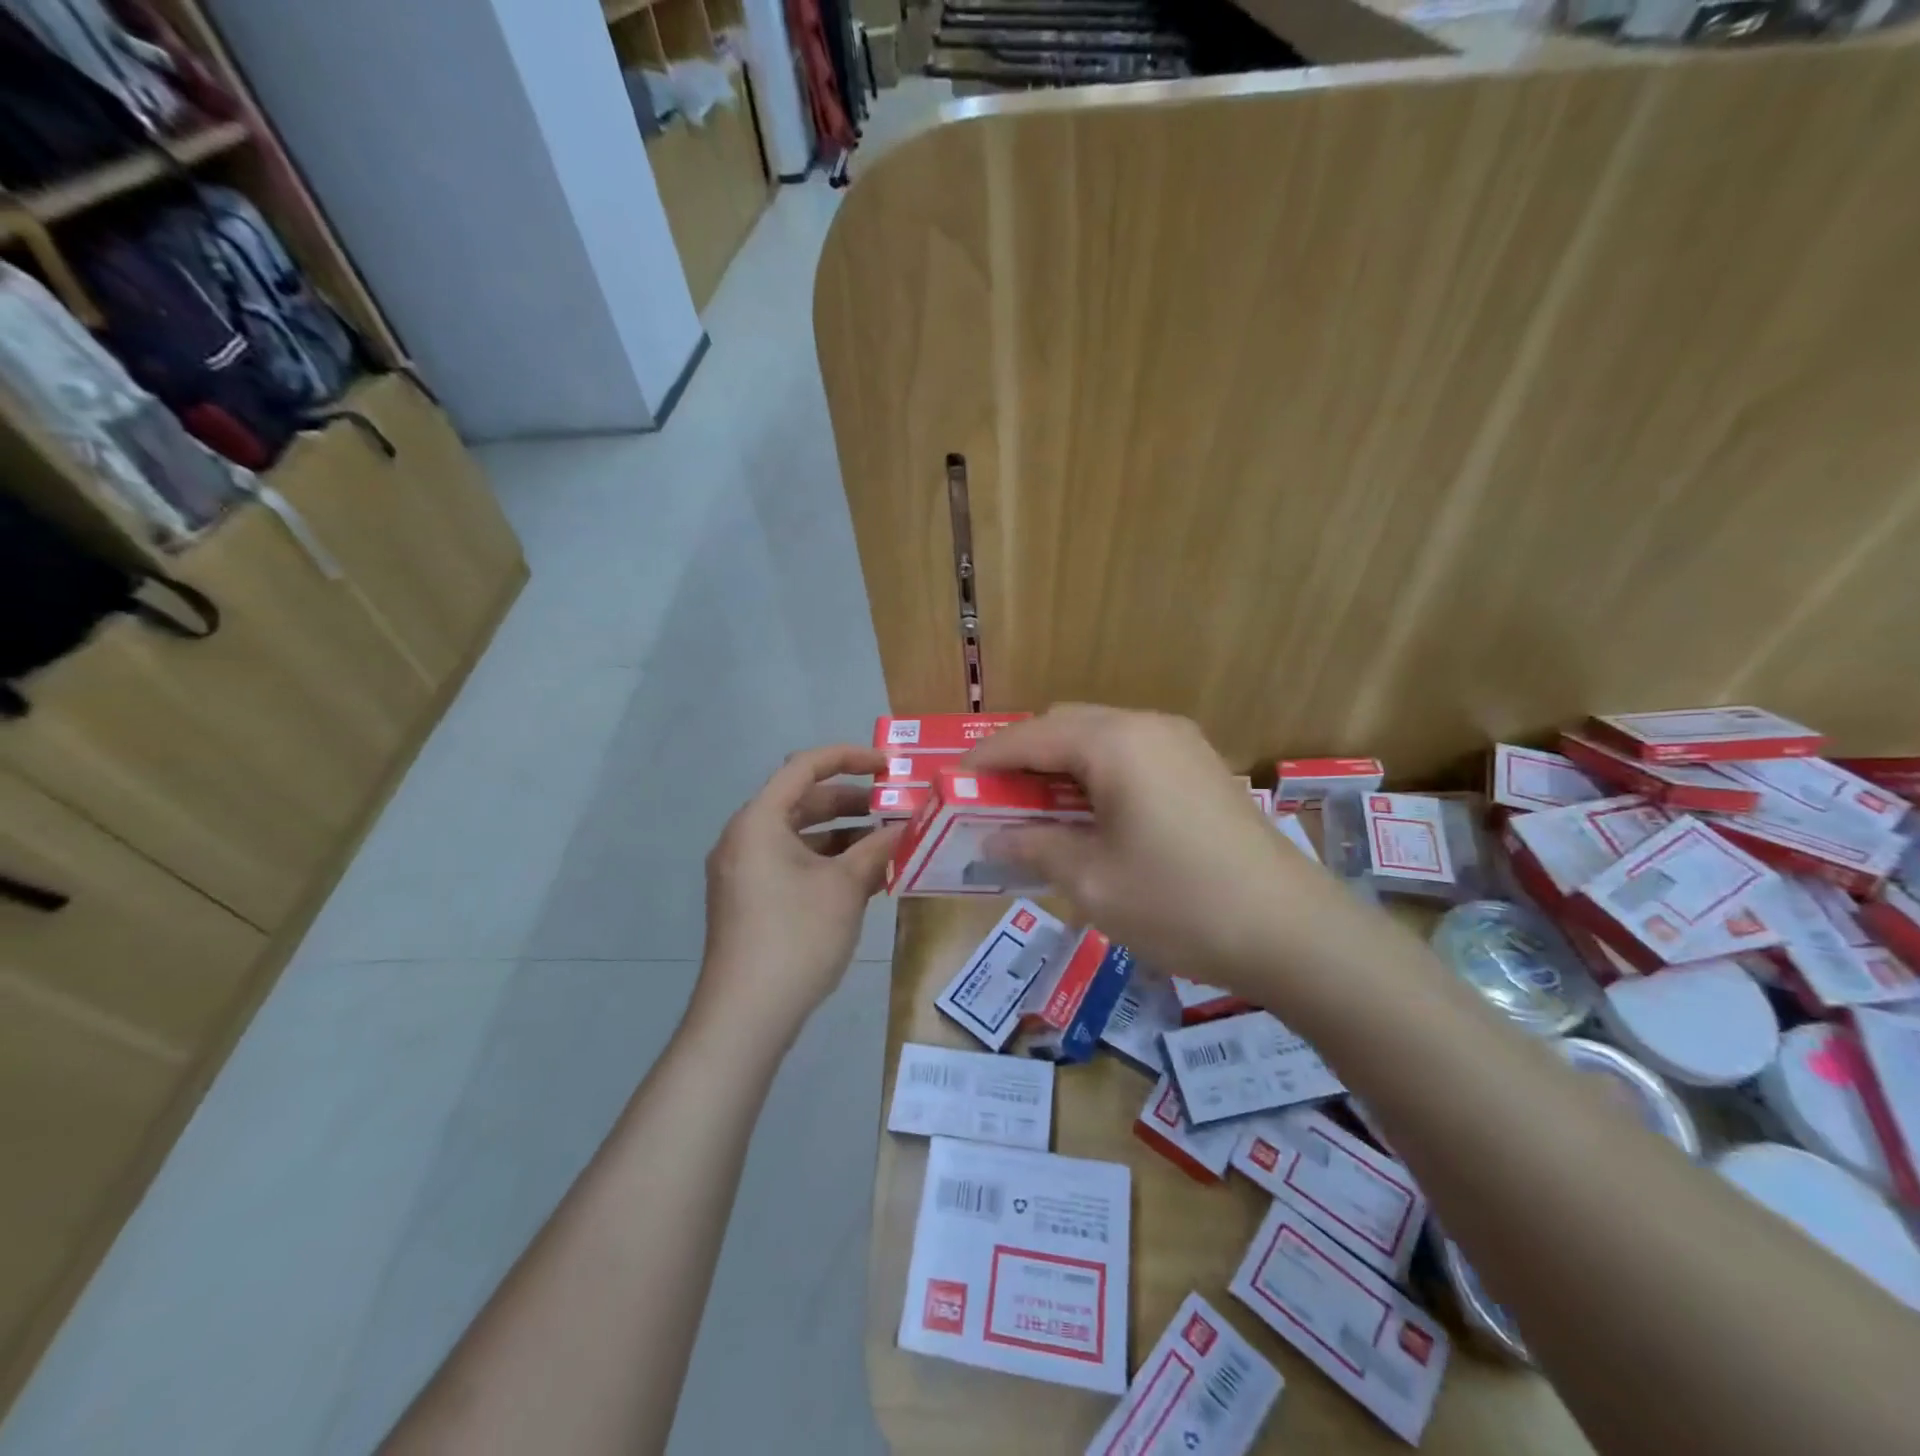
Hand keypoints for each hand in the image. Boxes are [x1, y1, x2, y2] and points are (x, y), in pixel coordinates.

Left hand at [695, 746, 902, 1046]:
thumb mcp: (845, 887)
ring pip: (799, 836)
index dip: (849, 758)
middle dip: (852, 802)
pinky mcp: (749, 899)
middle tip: (895, 808)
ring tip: (888, 844)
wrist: (746, 1016)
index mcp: (758, 821)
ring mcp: (743, 871)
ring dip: (843, 835)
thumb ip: (877, 848)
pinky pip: (791, 863)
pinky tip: (864, 877)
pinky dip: (826, 861)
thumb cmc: (797, 937)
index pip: (805, 767)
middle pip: (802, 801)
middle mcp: (744, 838)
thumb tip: (904, 826)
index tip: (888, 766)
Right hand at [966, 706, 1338, 987]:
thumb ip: (1035, 846)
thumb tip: (995, 837)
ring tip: (1035, 810)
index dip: (985, 758)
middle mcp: (1148, 727)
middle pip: (1066, 725)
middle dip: (1023, 757)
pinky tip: (1089, 815)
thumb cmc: (1179, 903)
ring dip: (1061, 765)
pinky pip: (1131, 755)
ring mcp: (1181, 744)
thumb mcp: (1092, 881)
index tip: (950, 782)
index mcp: (1115, 743)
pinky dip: (1097, 774)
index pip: (1030, 736)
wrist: (1292, 932)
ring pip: (1100, 737)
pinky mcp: (1201, 768)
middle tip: (993, 800)